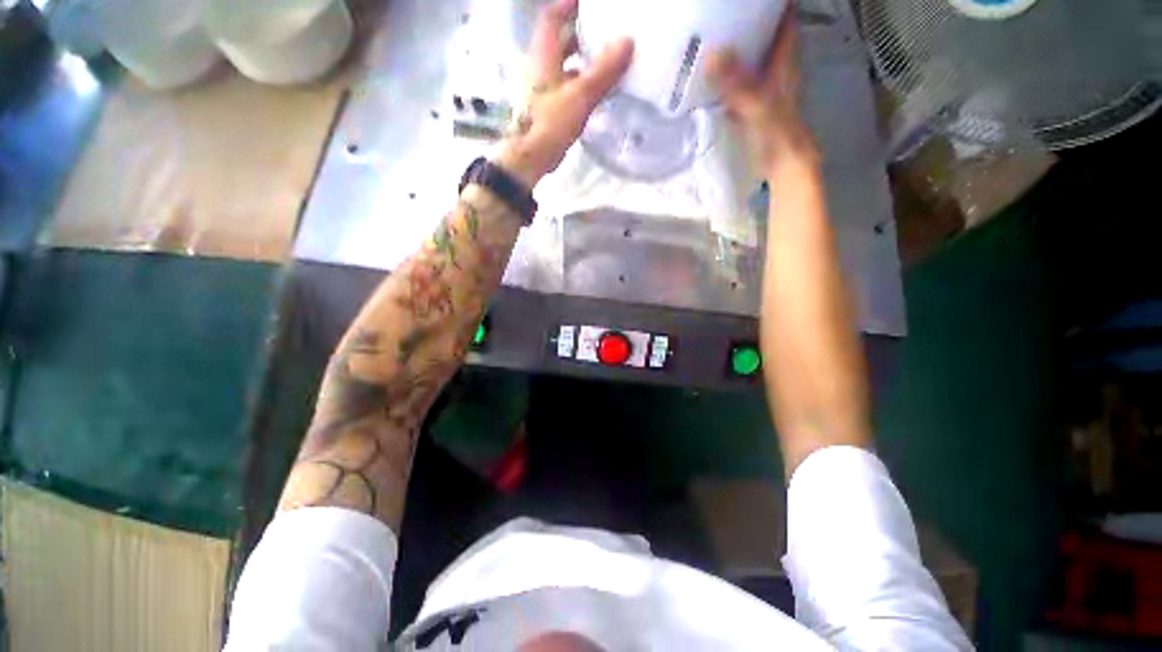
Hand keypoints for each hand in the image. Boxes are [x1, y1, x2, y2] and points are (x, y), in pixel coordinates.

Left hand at [494, 0, 633, 187]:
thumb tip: (627, 41)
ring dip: (578, 61)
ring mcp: (539, 89)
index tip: (585, 2)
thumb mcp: (581, 94)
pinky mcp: (543, 108)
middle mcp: (538, 66)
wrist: (531, 156)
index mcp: (543, 54)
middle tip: (600, 33)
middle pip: (557, 42)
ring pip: (560, 66)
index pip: (552, 18)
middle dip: (577, 34)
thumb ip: (604, 70)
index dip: (567, 5)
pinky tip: (592, 92)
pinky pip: (562, 86)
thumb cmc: (551, 121)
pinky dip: (576, 83)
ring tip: (602, 62)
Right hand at [707, 16, 817, 173]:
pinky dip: (726, 74)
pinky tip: (708, 74)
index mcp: (784, 60)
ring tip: (710, 34)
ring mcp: (763, 86)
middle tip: (721, 12)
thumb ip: (738, 84)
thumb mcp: (759, 105)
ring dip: (735, 45)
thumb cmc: (778, 134)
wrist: (783, 165)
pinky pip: (738, 80)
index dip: (773, 3)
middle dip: (748, 18)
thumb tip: (712, 54)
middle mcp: (775, 67)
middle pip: (765, 32)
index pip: (784, 18)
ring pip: (751, 56)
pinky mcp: (751, 104)